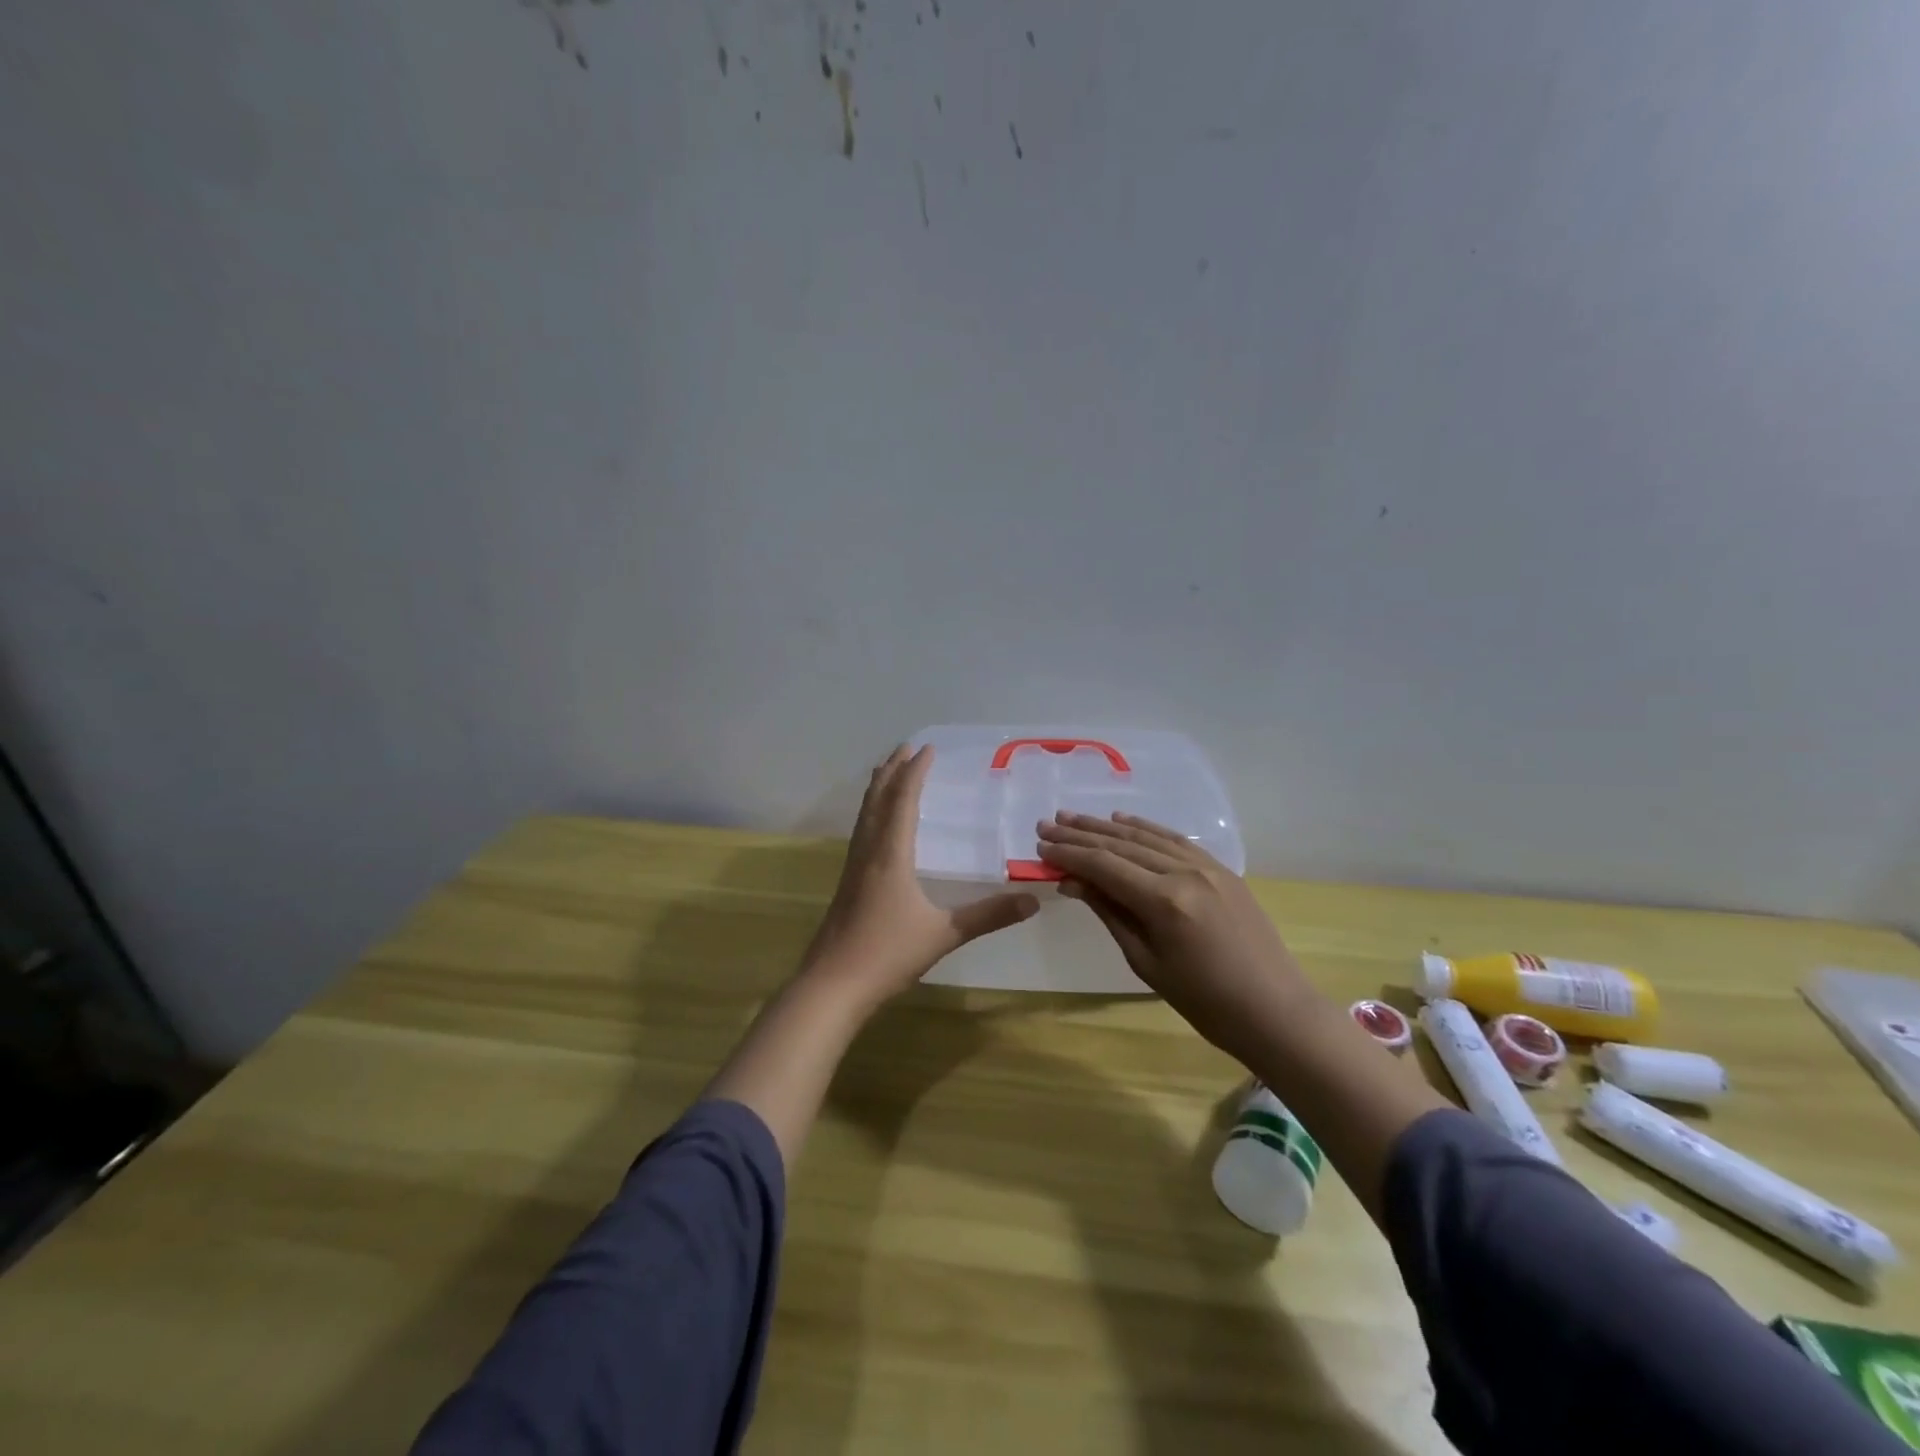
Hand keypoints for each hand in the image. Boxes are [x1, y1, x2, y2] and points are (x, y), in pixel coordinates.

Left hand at [800, 744, 1039, 1008]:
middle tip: (905, 748)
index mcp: (890, 855)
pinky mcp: (847, 884)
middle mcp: (868, 852)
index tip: (926, 749)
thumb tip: (1033, 901)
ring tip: (886, 772)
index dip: (914, 773)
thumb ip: (988, 916)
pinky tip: (875, 826)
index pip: (903, 801)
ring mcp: (853, 868)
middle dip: (892, 772)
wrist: (832, 985)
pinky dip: (870, 813)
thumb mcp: (943, 934)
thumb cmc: (887, 954)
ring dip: (878, 789)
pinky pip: (860, 833)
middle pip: (878, 800)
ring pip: (864, 815)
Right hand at [1036, 811, 1308, 1060]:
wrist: (1274, 1010)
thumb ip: (1110, 913)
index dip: (1068, 855)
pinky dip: (1144, 828)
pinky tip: (1122, 820)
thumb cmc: (1204, 1002)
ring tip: (1072, 818)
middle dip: (1079, 835)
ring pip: (1146, 836)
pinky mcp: (1221, 869)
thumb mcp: (1146, 962)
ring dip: (1106, 826)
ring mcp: (1207, 866)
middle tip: (1046, 826)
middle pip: (1121, 845)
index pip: (1104, 866)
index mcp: (1164, 901)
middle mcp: (1184, 872)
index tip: (1040, 849)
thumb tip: (1073, 882)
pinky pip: (1174, 840)